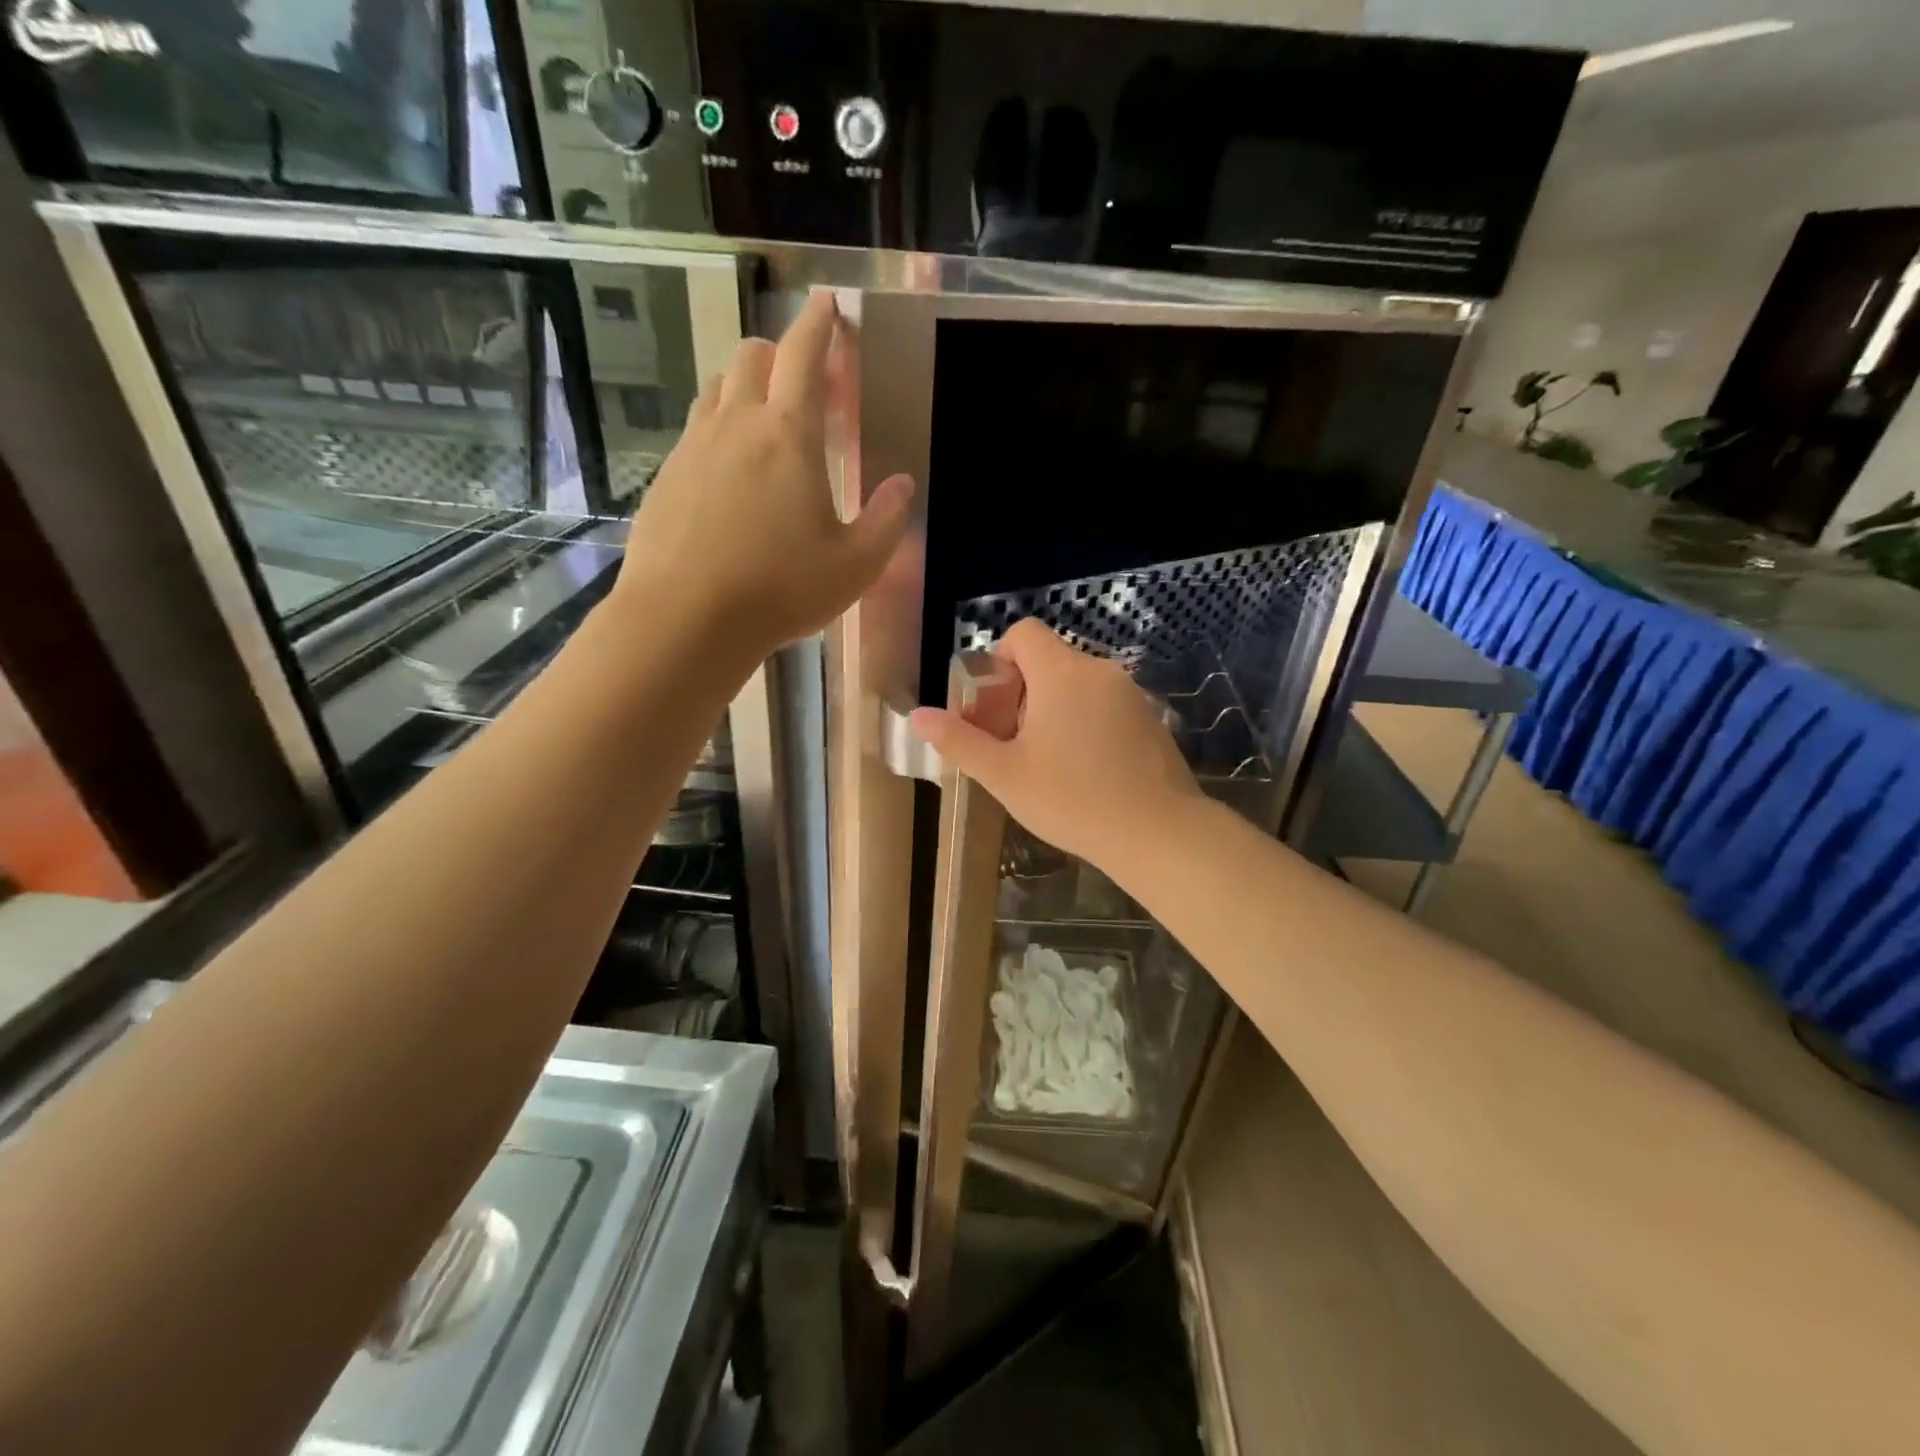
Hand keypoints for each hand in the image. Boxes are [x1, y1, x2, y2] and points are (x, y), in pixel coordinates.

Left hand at [613, 291, 911, 660]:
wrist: (685, 619)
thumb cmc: (781, 589)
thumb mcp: (855, 565)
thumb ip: (886, 521)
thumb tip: (901, 485)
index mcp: (789, 435)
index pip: (804, 355)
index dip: (819, 324)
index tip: (827, 304)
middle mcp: (737, 425)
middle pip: (751, 358)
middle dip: (778, 354)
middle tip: (802, 383)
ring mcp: (694, 448)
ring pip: (717, 390)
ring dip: (744, 388)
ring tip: (764, 422)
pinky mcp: (666, 477)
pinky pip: (695, 432)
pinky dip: (717, 430)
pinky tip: (728, 473)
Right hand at [910, 620, 1204, 865]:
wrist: (1158, 833)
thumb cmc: (1072, 800)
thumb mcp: (1005, 774)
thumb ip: (959, 740)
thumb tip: (916, 715)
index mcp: (1062, 673)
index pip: (1023, 634)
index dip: (999, 660)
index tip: (993, 706)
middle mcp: (1100, 671)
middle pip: (1049, 661)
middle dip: (1021, 693)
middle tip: (1012, 743)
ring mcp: (1131, 694)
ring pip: (1077, 685)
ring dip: (1053, 709)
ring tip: (1047, 761)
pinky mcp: (1151, 718)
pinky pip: (1105, 704)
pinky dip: (1085, 721)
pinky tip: (1085, 770)